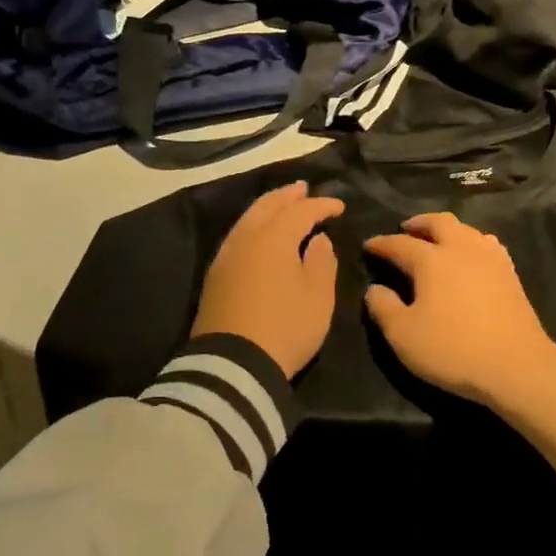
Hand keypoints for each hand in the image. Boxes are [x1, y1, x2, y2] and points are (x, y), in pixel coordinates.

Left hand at [191, 182, 344, 378]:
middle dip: (288, 196)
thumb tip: (318, 240)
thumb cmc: (286, 327)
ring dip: (268, 208)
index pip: (300, 211)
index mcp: (274, 238)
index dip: (321, 205)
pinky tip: (260, 235)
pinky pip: (238, 236)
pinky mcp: (215, 276)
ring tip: (283, 206)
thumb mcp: (318, 298)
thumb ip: (322, 262)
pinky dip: (254, 226)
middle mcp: (246, 239)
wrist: (233, 365)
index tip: (339, 207)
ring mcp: (226, 257)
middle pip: (267, 206)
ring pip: (248, 219)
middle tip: (304, 189)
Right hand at [362, 213, 555, 408]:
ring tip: (437, 240)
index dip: (381, 244)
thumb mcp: (403, 335)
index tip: (368, 246)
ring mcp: (490, 258)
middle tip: (405, 229)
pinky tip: (471, 255)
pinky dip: (472, 242)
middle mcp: (461, 249)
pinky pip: (487, 244)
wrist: (516, 365)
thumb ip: (383, 308)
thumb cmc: (453, 350)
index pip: (399, 244)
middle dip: (418, 223)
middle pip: (438, 222)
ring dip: (447, 229)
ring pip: (466, 229)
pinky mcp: (510, 273)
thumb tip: (374, 289)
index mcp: (431, 260)